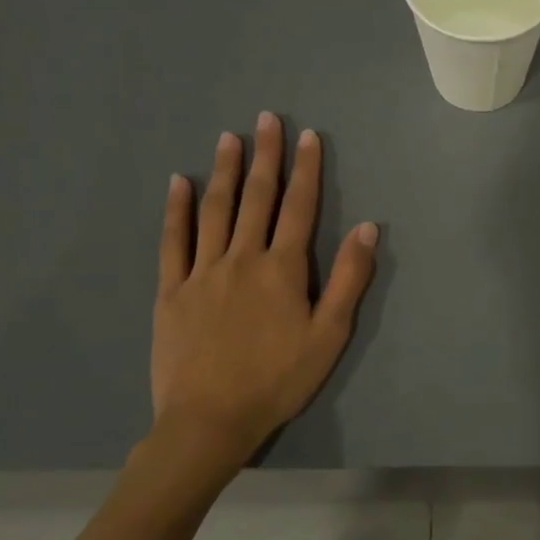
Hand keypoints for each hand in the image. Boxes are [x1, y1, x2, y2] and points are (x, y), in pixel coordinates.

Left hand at [148, 115, 377, 472]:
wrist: (210, 420)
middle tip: (267, 119)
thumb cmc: (279, 379)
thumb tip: (367, 227)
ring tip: (230, 137)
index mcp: (282, 268)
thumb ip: (349, 279)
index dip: (306, 170)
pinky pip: (173, 241)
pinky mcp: (172, 291)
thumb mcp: (330, 334)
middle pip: (256, 198)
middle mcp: (242, 258)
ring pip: (215, 210)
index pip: (298, 207)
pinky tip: (180, 183)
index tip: (308, 136)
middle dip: (265, 156)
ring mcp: (202, 272)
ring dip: (225, 171)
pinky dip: (177, 209)